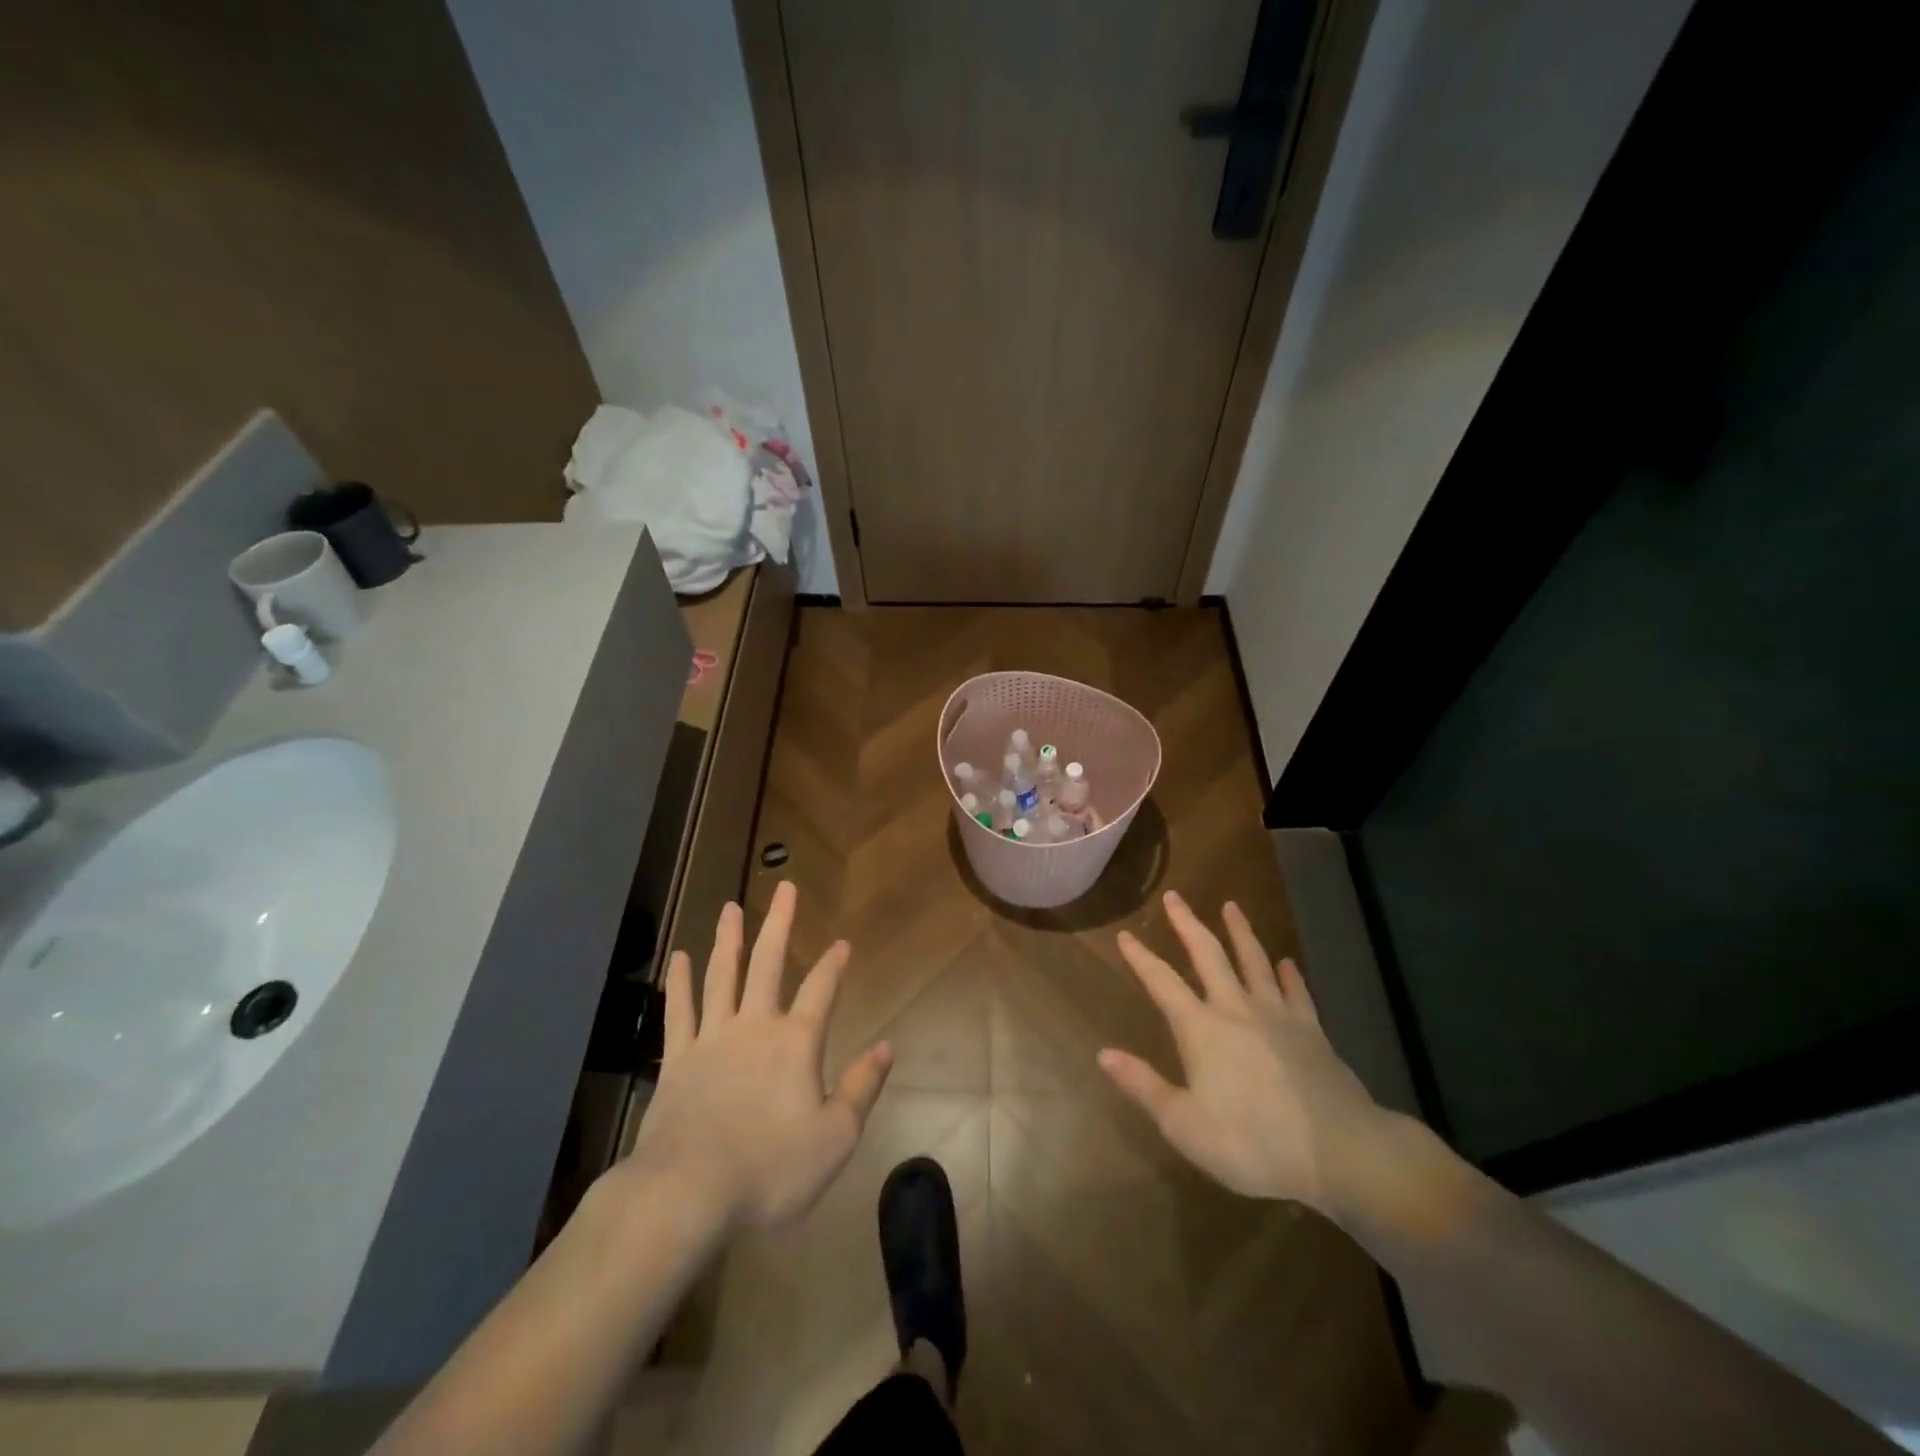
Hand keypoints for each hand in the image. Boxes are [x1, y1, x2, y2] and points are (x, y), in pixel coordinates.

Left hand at [621, 882, 893, 1227]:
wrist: (687, 1194)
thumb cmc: (770, 1170)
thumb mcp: (835, 1138)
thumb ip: (861, 1087)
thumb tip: (887, 1046)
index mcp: (796, 1043)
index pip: (822, 990)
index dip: (834, 964)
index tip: (842, 942)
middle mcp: (754, 1027)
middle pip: (768, 964)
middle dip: (779, 923)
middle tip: (784, 887)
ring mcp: (711, 1039)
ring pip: (722, 976)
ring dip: (729, 939)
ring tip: (731, 908)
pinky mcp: (677, 1060)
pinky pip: (679, 1011)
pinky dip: (679, 983)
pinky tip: (679, 957)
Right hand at [1099, 891, 1389, 1214]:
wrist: (1339, 1151)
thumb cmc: (1253, 1142)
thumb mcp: (1185, 1125)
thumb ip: (1143, 1086)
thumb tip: (1103, 1053)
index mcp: (1201, 1029)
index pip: (1162, 983)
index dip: (1141, 958)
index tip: (1125, 934)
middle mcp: (1236, 1009)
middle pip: (1208, 955)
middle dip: (1187, 924)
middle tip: (1175, 896)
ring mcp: (1278, 1016)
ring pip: (1254, 961)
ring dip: (1240, 932)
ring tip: (1232, 906)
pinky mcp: (1312, 1031)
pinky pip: (1297, 992)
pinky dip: (1289, 974)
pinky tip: (1287, 962)